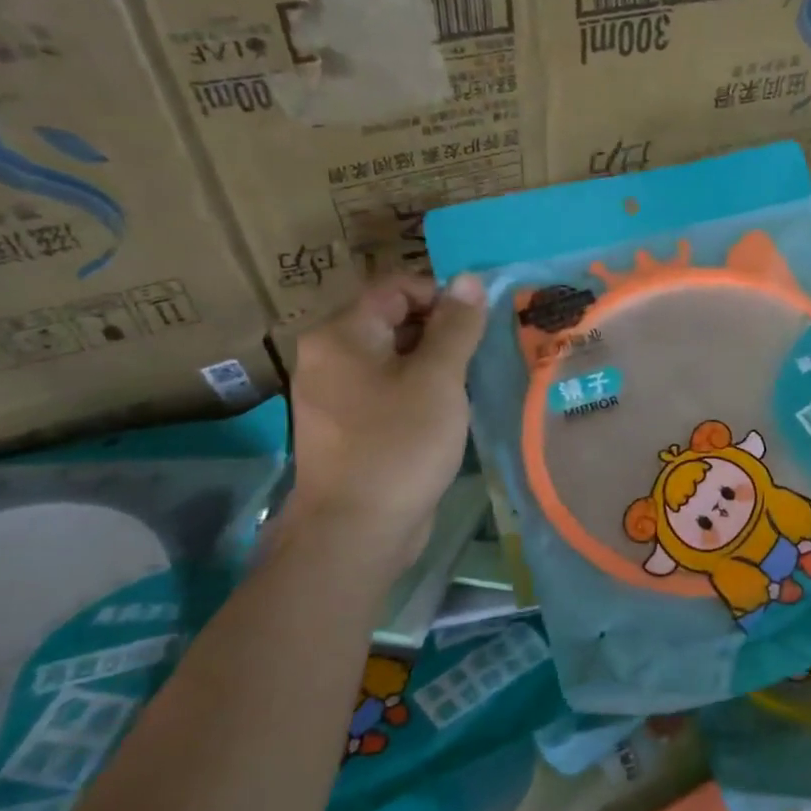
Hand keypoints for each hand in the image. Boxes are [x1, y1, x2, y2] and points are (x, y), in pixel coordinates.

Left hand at [285, 273, 485, 569]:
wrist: (357, 530)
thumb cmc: (399, 444)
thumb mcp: (438, 378)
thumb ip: (456, 327)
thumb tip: (468, 279)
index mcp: (340, 335)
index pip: (396, 288)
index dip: (442, 296)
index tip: (480, 324)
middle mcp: (329, 357)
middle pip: (393, 321)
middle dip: (441, 331)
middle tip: (482, 354)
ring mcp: (335, 395)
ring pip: (394, 358)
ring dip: (434, 363)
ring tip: (471, 381)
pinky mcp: (349, 427)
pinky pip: (388, 390)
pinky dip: (419, 391)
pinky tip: (448, 411)